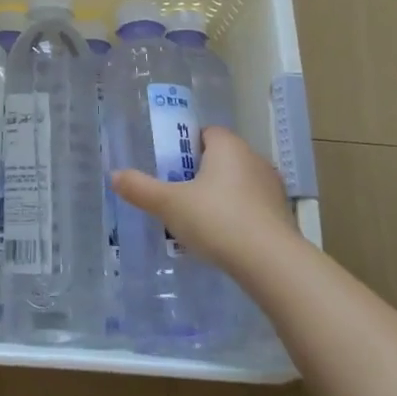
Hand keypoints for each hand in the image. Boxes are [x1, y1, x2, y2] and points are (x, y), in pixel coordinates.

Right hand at [111, 127, 296, 274]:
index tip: (170, 168)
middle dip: (199, 174)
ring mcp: (272, 188)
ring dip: (219, 197)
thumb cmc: (217, 220)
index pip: (205, 132)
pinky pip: (252, 208)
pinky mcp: (282, 215)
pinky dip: (237, 217)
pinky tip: (222, 240)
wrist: (271, 263)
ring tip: (198, 223)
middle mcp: (254, 158)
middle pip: (220, 158)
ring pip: (237, 184)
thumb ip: (140, 188)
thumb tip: (114, 175)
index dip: (185, 147)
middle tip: (177, 196)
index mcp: (228, 146)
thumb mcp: (169, 204)